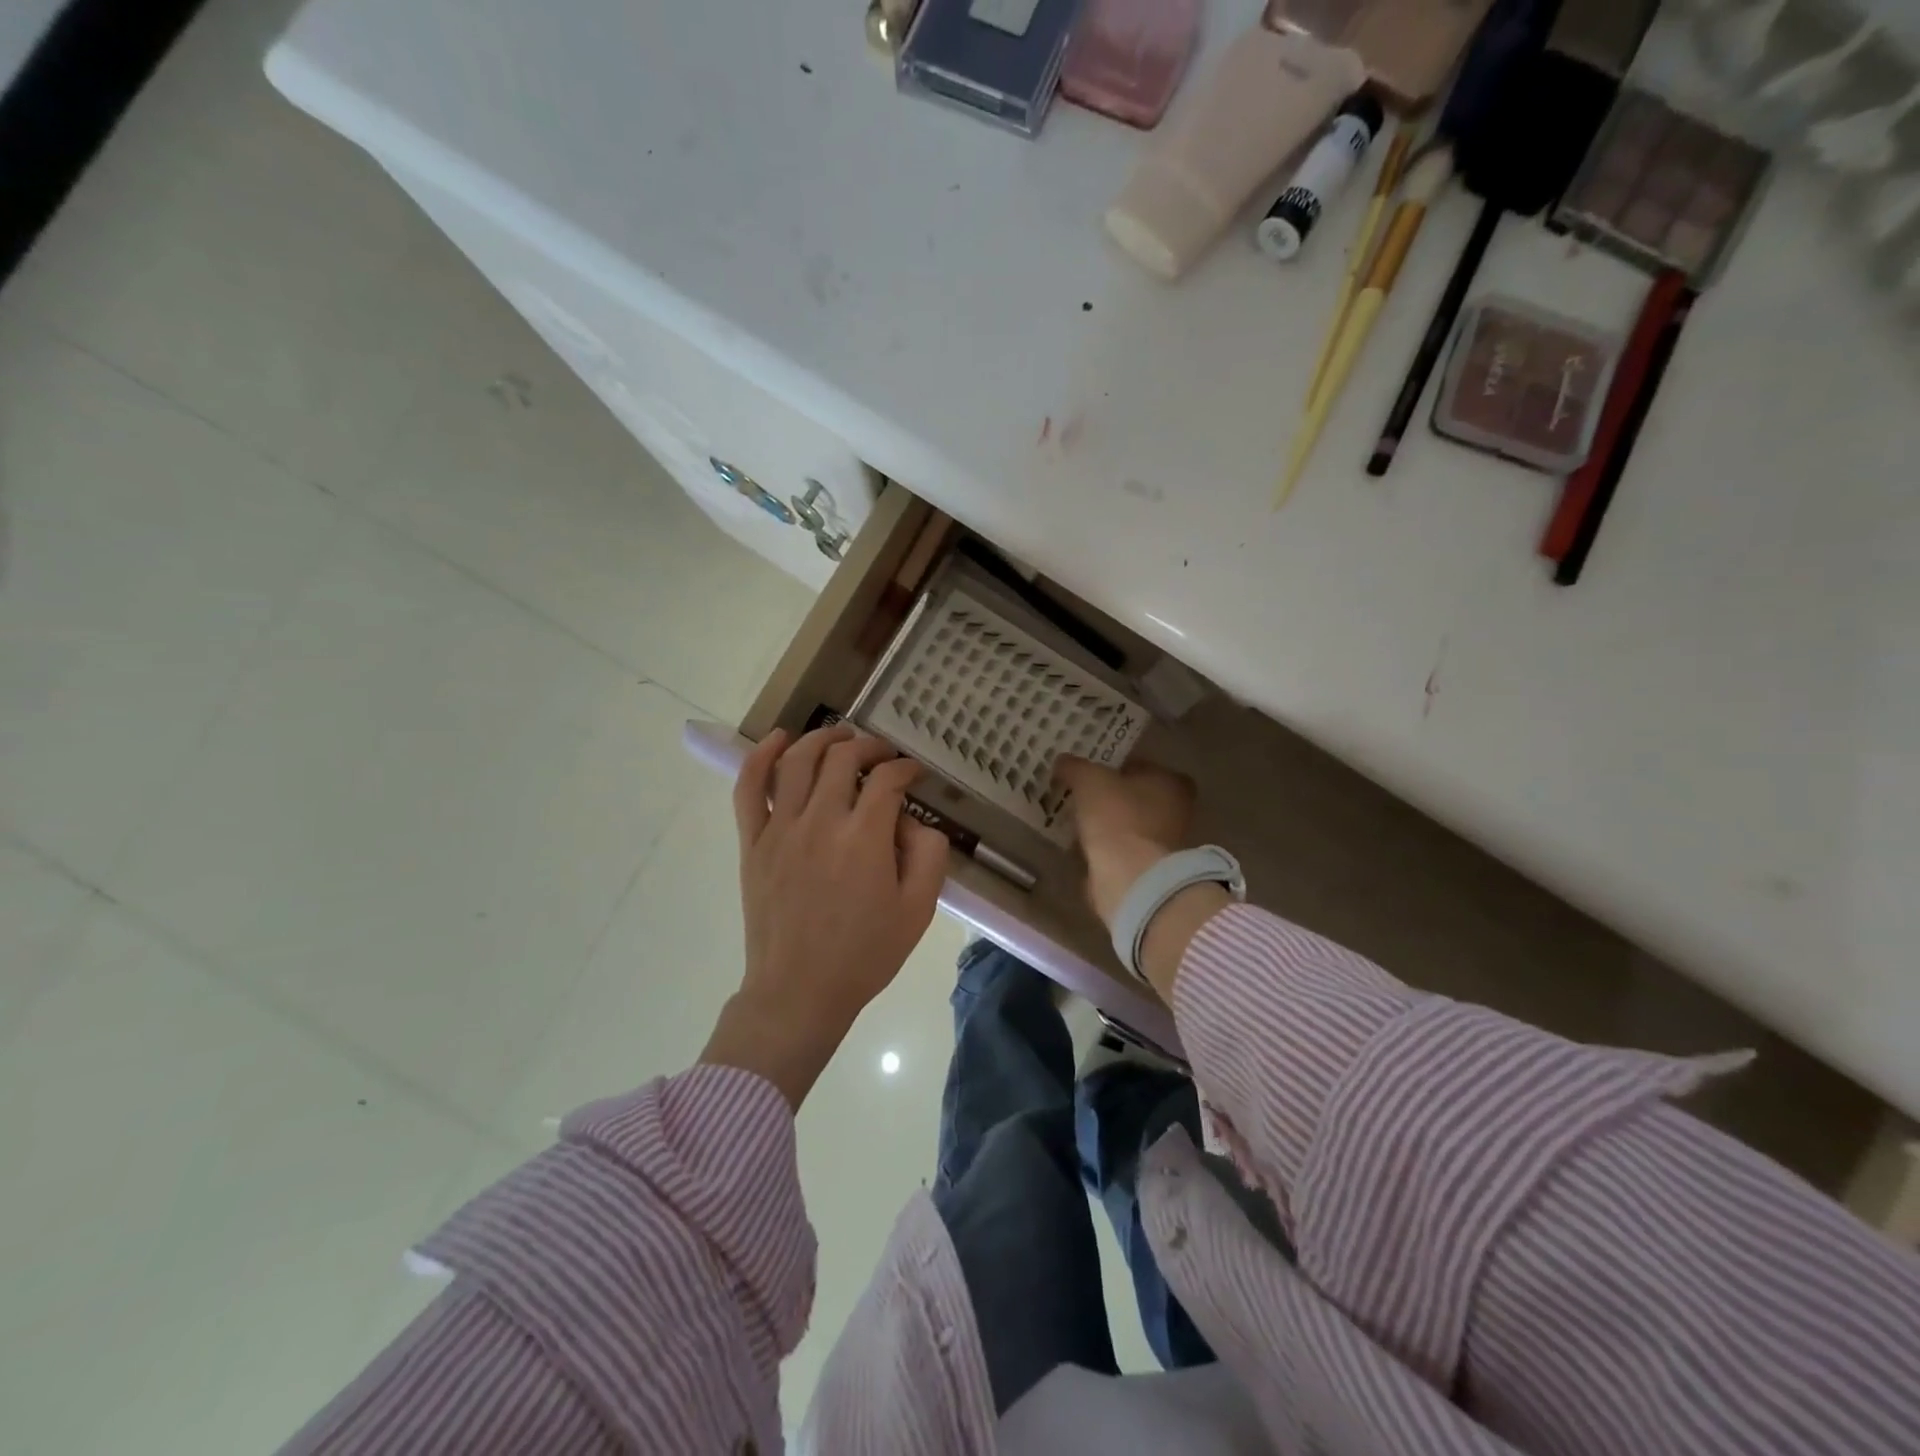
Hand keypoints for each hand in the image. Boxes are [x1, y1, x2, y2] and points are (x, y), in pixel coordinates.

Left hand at [702, 725, 948, 1108]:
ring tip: (840, 736)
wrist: (799, 992)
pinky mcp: (753, 842)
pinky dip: (761, 755)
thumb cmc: (864, 954)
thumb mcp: (918, 910)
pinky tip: (779, 739)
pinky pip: (750, 787)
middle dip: (869, 746)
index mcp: (865, 838)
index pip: (887, 779)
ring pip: (798, 761)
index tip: (914, 773)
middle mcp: (821, 821)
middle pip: (843, 758)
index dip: (905, 768)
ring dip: (823, 739)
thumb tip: (911, 820)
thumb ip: (928, 854)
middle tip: (882, 754)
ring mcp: (780, 829)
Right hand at [1057, 756, 1223, 1001]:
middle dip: (1111, 797)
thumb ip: (1075, 767)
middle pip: (1137, 798)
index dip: (1117, 766)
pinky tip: (1081, 847)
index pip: (1144, 766)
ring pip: (1128, 827)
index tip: (1092, 770)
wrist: (1130, 878)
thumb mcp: (1089, 780)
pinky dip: (1104, 850)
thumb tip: (1062, 761)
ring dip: (1106, 826)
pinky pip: (1120, 852)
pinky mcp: (1147, 871)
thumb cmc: (1117, 817)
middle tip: (1080, 794)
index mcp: (1171, 783)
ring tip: (1075, 820)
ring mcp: (1163, 845)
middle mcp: (1175, 812)